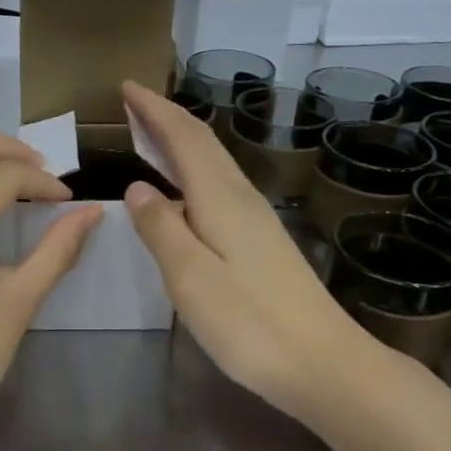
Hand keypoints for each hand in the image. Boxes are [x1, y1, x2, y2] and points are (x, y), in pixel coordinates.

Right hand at [120, 81, 381, 421]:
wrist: (324, 363)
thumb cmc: (250, 323)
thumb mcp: (190, 278)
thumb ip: (161, 229)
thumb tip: (138, 188)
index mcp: (221, 199)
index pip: (184, 138)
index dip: (154, 111)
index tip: (127, 87)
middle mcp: (241, 198)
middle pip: (203, 144)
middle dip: (167, 118)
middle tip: (133, 103)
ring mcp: (257, 219)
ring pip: (214, 164)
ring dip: (181, 141)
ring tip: (150, 136)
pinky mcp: (262, 242)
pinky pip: (220, 187)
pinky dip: (194, 172)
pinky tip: (183, 192)